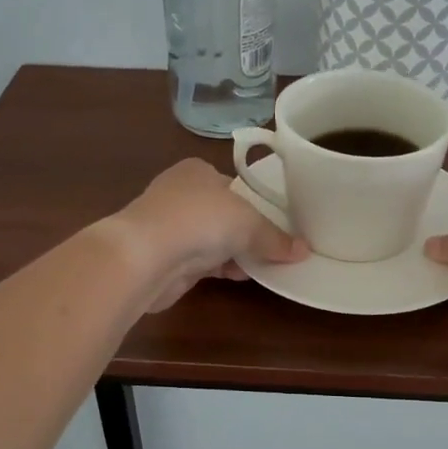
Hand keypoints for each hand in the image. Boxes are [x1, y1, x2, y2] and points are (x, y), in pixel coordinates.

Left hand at [108, 158, 307, 311]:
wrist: (144, 256)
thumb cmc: (199, 220)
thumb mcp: (249, 223)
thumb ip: (275, 237)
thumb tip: (303, 251)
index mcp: (197, 171)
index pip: (234, 185)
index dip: (257, 204)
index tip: (279, 223)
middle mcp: (181, 194)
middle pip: (225, 214)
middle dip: (249, 233)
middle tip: (279, 248)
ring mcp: (171, 228)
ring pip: (214, 240)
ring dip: (238, 253)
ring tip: (269, 266)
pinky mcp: (167, 259)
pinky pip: (204, 263)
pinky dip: (223, 268)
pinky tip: (243, 277)